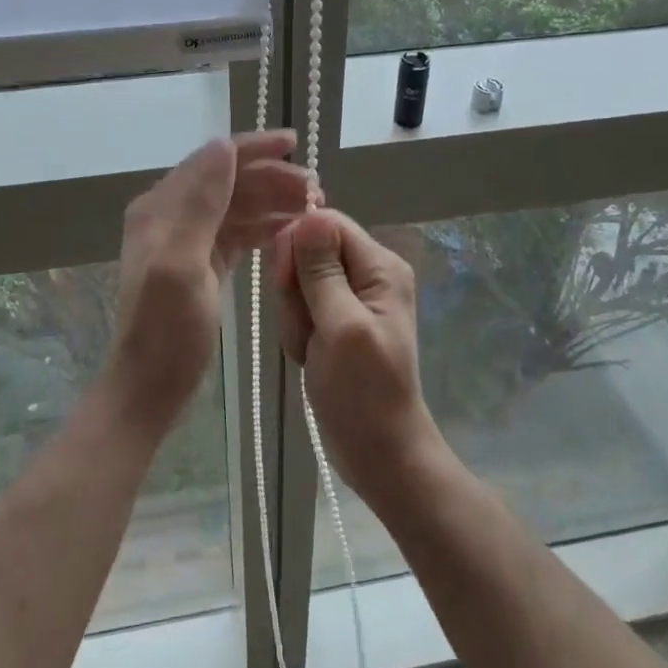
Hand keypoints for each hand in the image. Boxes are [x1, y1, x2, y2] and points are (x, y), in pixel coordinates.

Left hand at [109, 131, 310, 433]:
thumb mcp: (181, 263)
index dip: (253, 148)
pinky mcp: (202, 264)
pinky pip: (238, 233)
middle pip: (228, 181)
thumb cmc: (167, 329)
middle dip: (271, 178)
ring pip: (237, 206)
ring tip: (313, 208)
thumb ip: (200, 203)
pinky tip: (291, 231)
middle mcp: (171, 215)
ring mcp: (187, 240)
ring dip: (273, 201)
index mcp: (161, 207)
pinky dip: (264, 227)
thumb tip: (224, 146)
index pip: (212, 161)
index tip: (295, 143)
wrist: (151, 386)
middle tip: (316, 191)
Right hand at [274, 208, 444, 510]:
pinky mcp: (336, 320)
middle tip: (308, 328)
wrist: (379, 452)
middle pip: (310, 251)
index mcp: (380, 266)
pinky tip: (309, 357)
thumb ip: (322, 272)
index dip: (299, 245)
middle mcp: (368, 273)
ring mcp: (352, 298)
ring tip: (310, 349)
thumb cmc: (364, 393)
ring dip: (295, 316)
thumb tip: (309, 215)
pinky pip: (302, 307)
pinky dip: (298, 331)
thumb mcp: (341, 327)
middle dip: (296, 289)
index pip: (327, 223)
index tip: (287, 283)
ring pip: (300, 281)